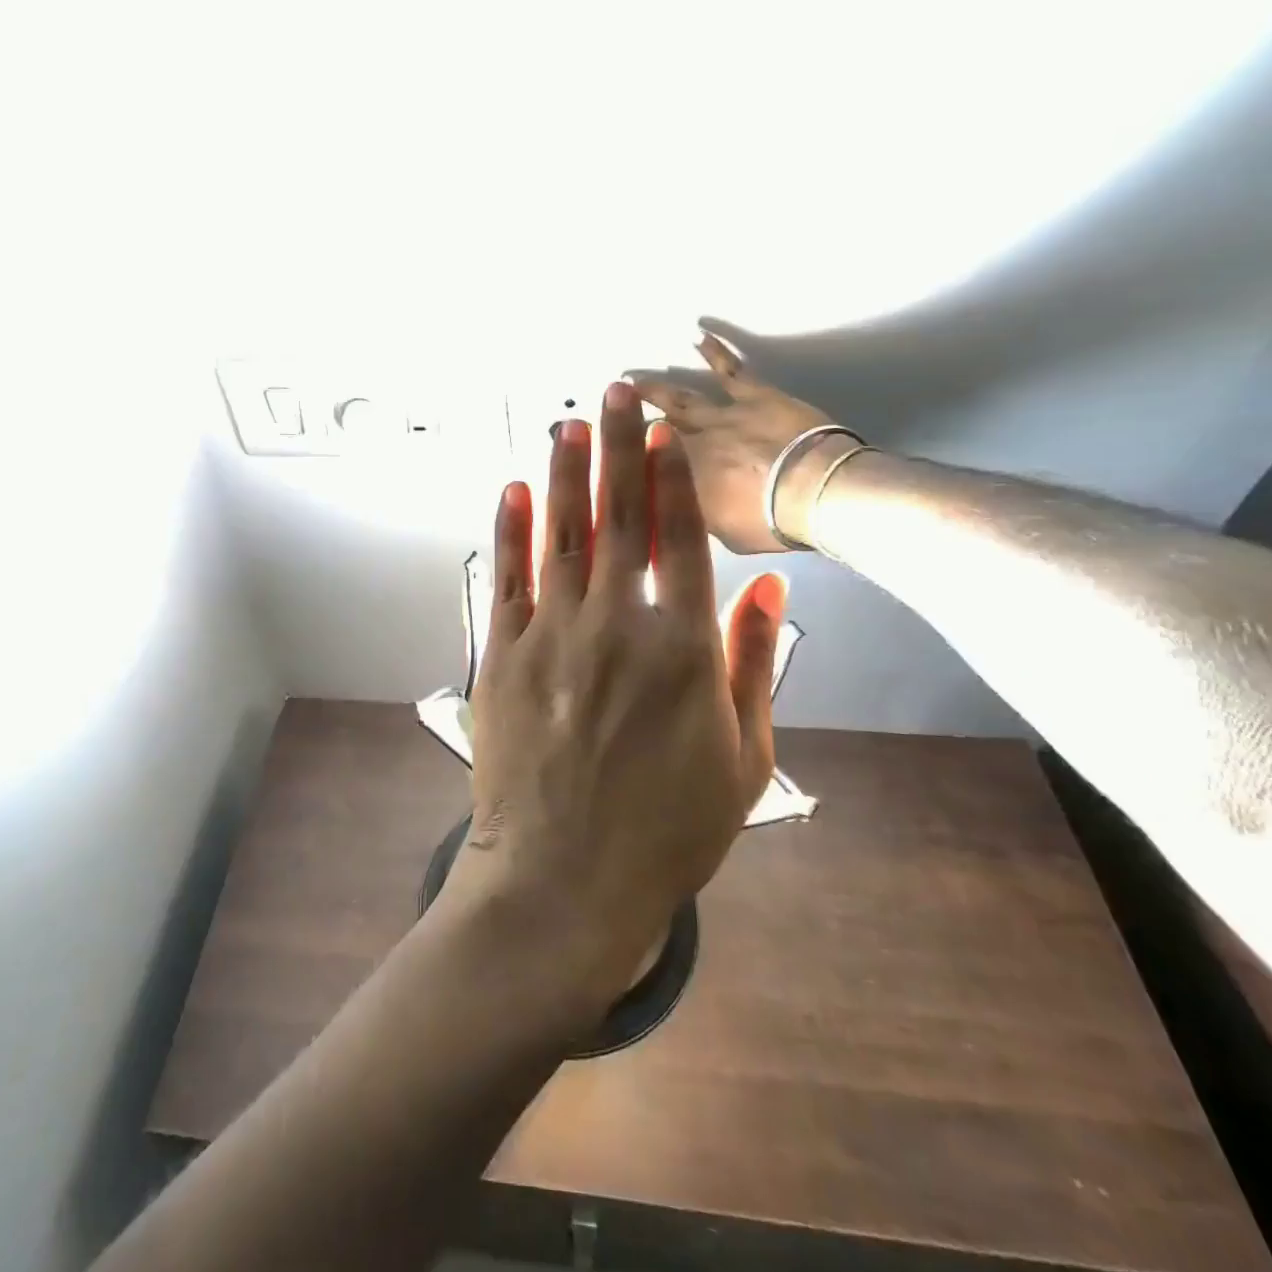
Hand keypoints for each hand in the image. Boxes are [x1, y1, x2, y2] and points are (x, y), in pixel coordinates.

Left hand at [439, 382, 787, 1018]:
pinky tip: (515, 490)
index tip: (663, 431)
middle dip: (619, 447)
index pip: (680, 539)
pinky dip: (511, 531)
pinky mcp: (503, 657)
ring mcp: (552, 637)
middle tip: (615, 391)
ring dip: (565, 472)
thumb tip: (768, 590)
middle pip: (619, 518)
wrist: (564, 880)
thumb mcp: (742, 758)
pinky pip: (507, 579)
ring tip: (568, 422)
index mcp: (683, 648)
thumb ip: (755, 667)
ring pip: (561, 535)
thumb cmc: (667, 831)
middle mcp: (617, 625)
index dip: (670, 478)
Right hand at [630, 321, 852, 552]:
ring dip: (655, 389)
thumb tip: (680, 508)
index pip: (642, 466)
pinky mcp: (754, 396)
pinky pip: (730, 370)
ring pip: (680, 398)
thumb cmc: (768, 522)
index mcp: (680, 482)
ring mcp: (721, 415)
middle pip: (654, 429)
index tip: (604, 452)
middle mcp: (691, 444)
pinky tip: (697, 336)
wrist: (813, 491)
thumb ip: (696, 515)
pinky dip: (713, 351)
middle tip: (610, 410)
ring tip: (631, 380)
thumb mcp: (719, 533)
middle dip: (629, 420)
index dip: (623, 459)